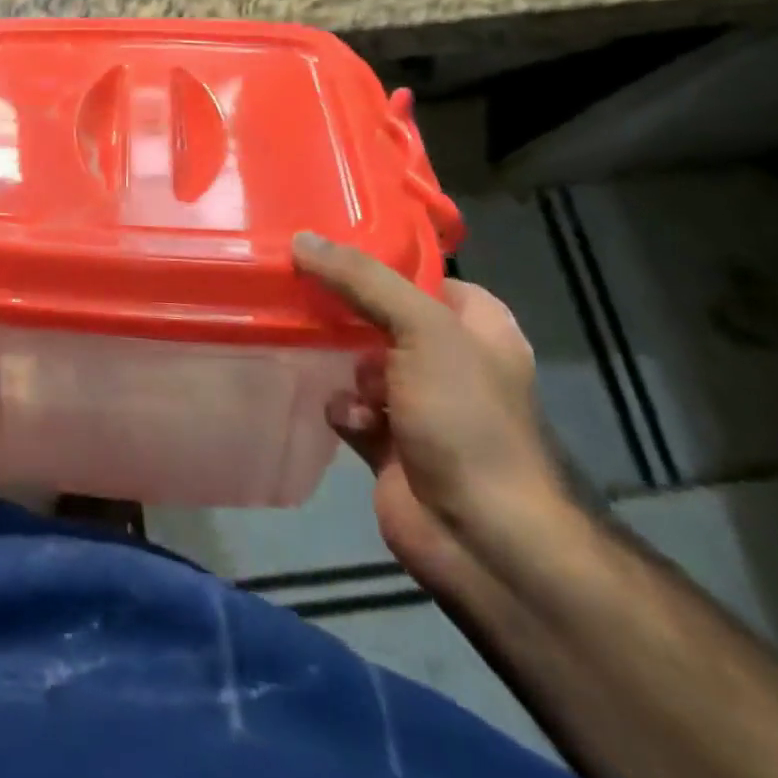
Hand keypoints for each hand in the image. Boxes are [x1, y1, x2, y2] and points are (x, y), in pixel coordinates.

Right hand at [293, 233, 568, 592]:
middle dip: (340, 307)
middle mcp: (447, 358)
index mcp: (474, 325)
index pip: (416, 273)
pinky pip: (348, 405)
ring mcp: (417, 403)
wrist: (483, 539)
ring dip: (336, 359)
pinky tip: (350, 419)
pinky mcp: (386, 441)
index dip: (373, 258)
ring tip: (310, 348)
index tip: (321, 243)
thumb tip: (301, 238)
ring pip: (355, 358)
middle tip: (294, 285)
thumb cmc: (467, 418)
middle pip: (378, 314)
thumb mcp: (422, 329)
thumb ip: (361, 280)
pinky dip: (344, 408)